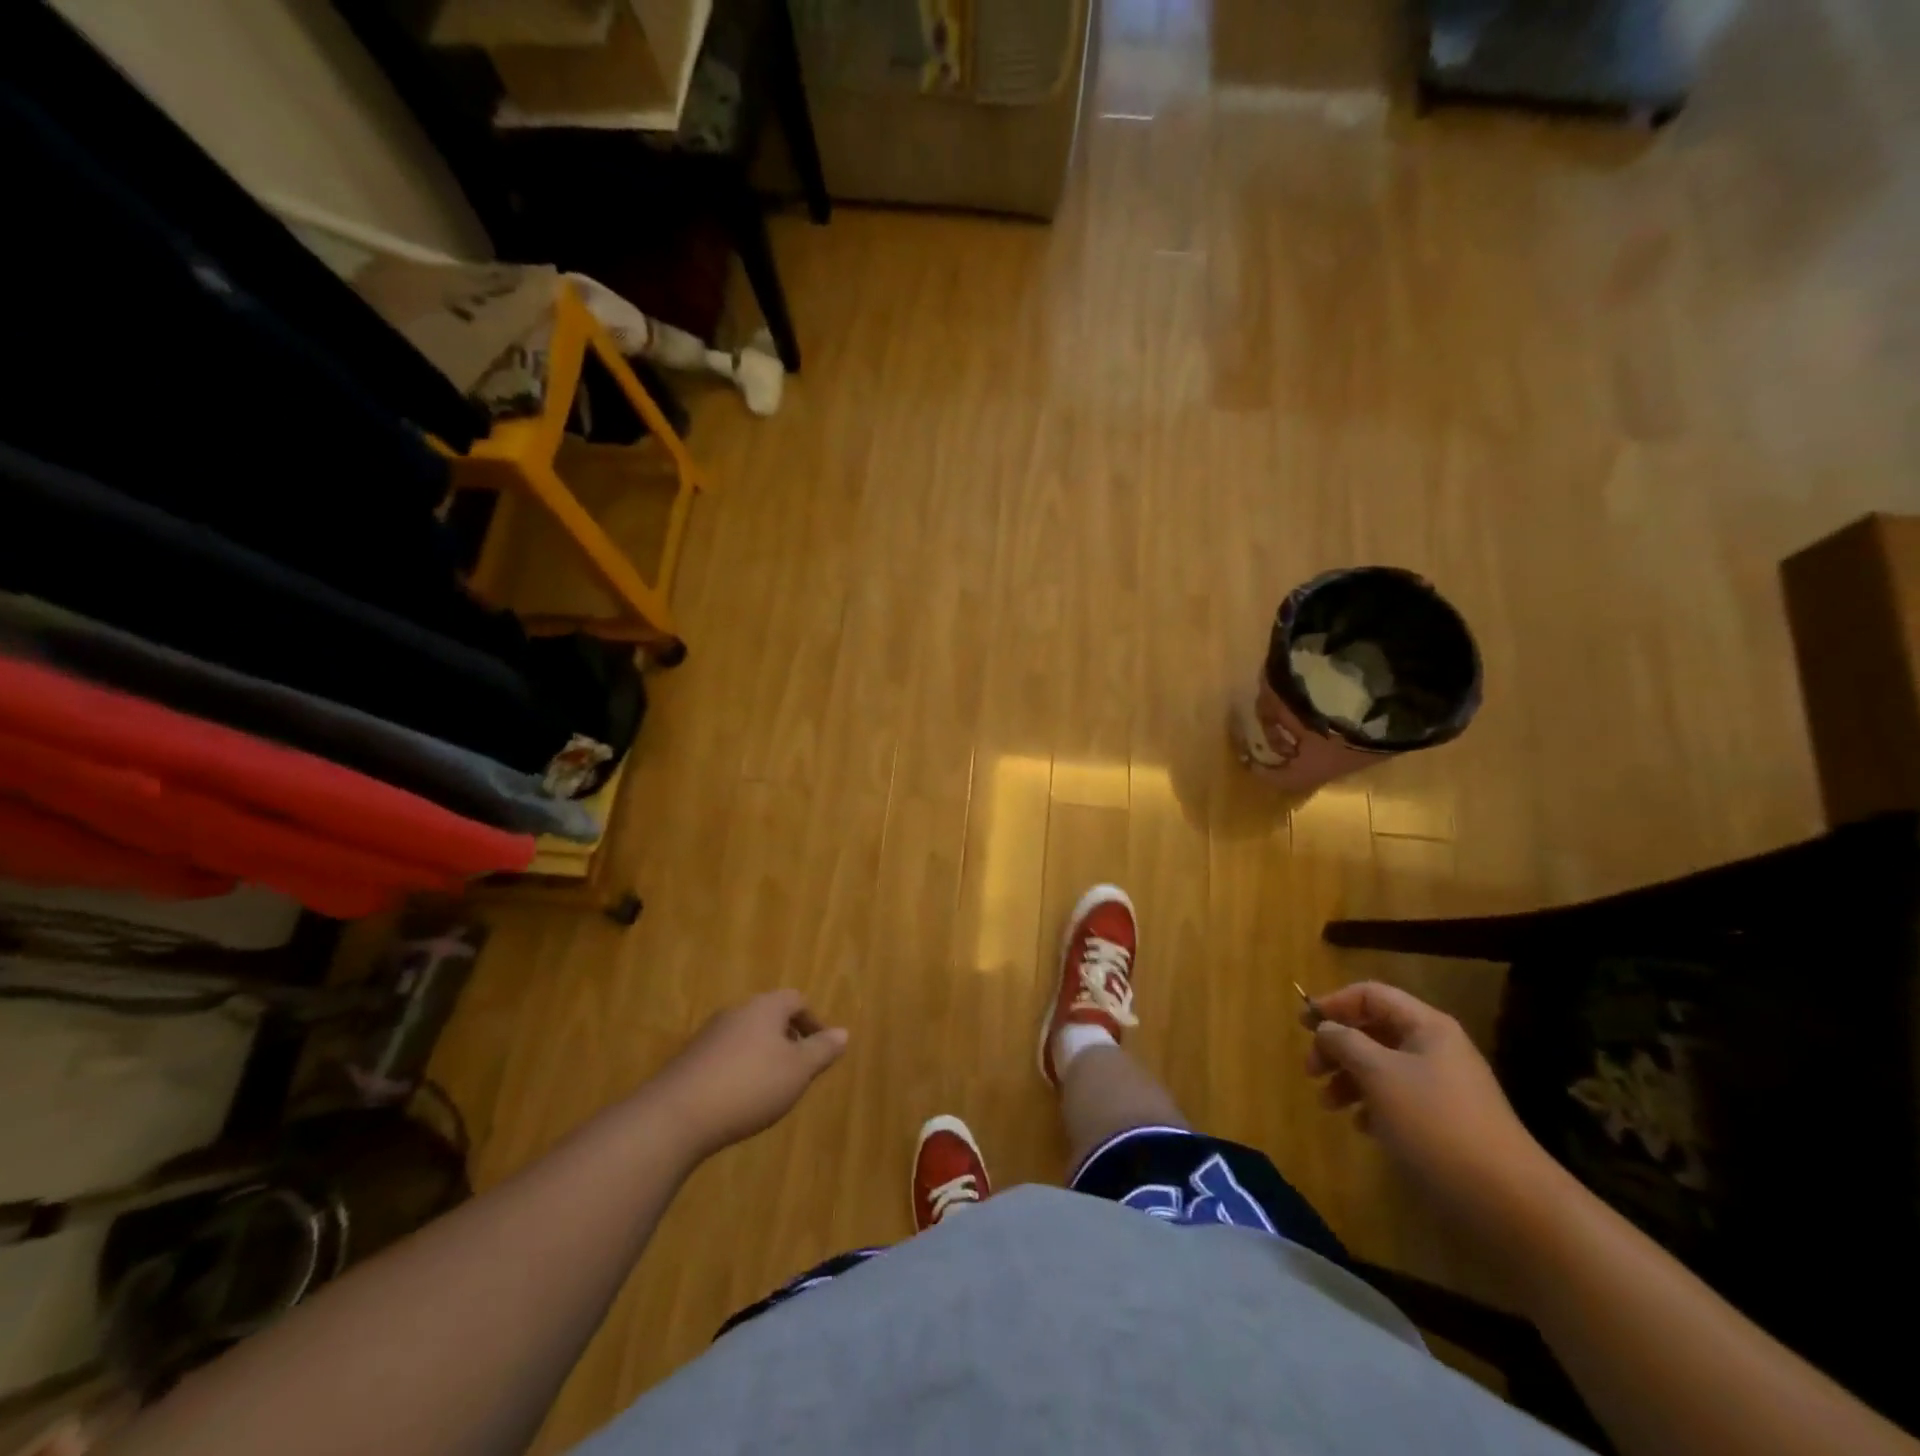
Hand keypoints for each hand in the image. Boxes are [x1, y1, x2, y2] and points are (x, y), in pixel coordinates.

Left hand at [650, 991, 848, 1157]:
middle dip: (788, 1039)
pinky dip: (739, 1070)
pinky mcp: (690, 1059)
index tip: (821, 1049)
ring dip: (763, 1055)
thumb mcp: (797, 1071)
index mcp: (765, 1007)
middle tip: (799, 1070)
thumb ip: (822, 1050)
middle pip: (770, 1016)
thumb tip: (843, 1032)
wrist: (675, 1116)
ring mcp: (709, 1035)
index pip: (796, 1000)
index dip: (813, 1022)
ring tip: (771, 1088)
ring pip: (747, 1036)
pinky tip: (739, 1099)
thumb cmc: (749, 1086)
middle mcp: (736, 1012)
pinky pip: (725, 1056)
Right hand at [1305, 982, 1557, 1221]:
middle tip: (1310, 1071)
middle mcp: (1436, 1049)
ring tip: (1328, 1104)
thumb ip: (1345, 1042)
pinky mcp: (1445, 1123)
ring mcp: (1443, 1088)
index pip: (1371, 995)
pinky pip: (1397, 1099)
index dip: (1334, 1003)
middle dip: (1337, 1047)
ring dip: (1349, 1079)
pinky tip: (1361, 1127)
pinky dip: (1372, 1106)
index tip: (1302, 1026)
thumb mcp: (1379, 1075)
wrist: (1509, 1204)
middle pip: (1374, 1031)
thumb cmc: (1436, 1124)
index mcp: (1426, 1027)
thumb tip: (1326, 1028)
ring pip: (1382, 1067)